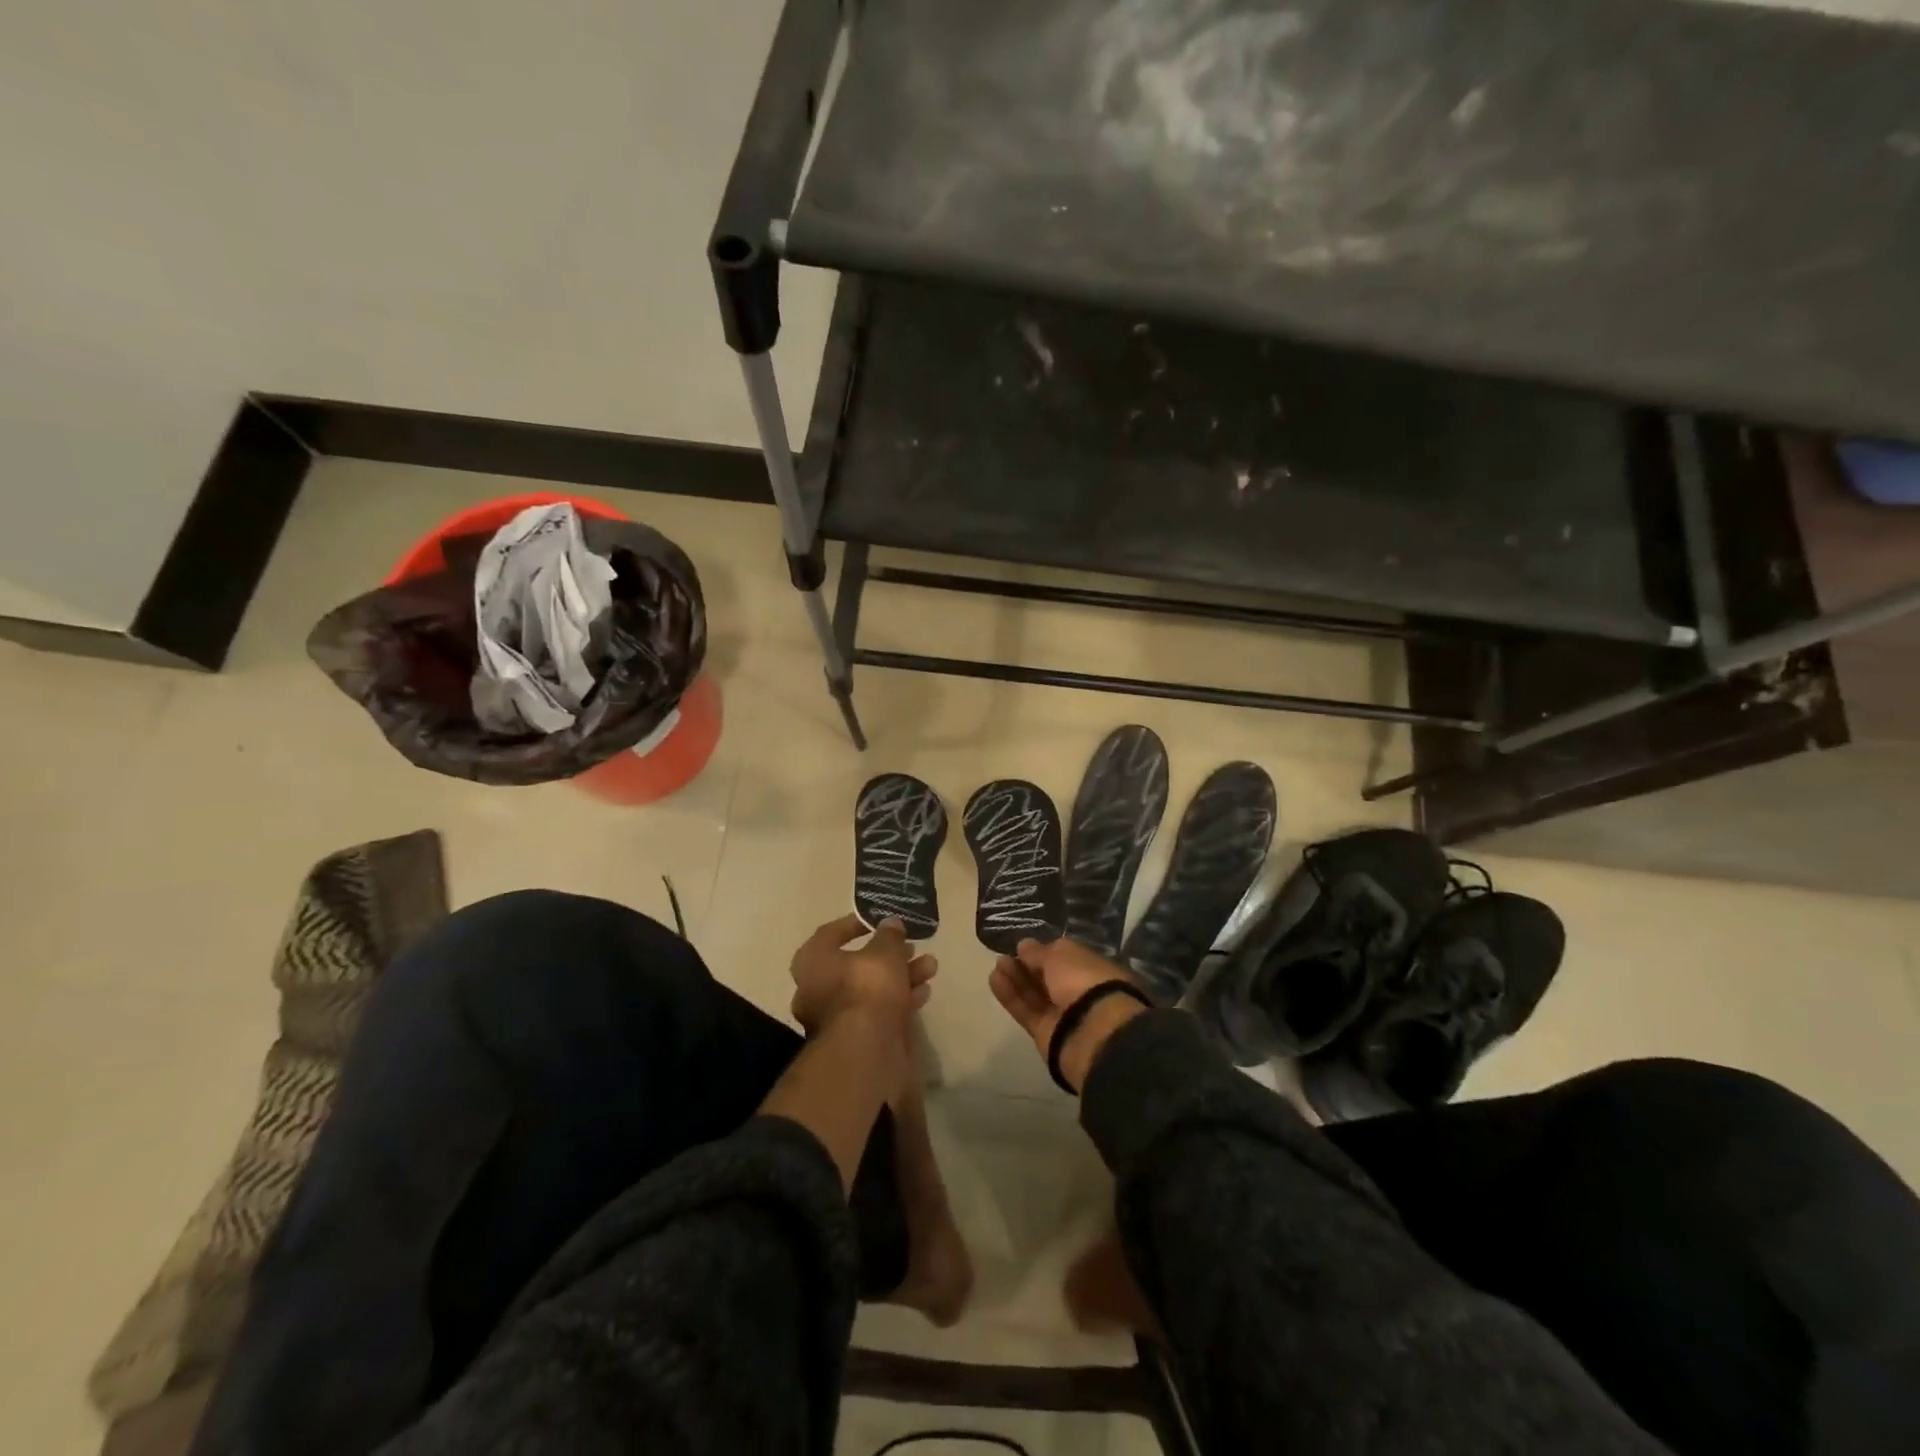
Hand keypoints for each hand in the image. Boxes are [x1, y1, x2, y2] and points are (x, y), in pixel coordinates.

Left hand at [789, 914, 937, 1035]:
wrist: (866, 1050)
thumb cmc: (867, 988)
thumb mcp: (885, 951)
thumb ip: (889, 935)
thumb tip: (891, 924)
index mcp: (812, 962)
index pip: (831, 933)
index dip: (858, 924)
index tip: (881, 921)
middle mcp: (816, 989)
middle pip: (857, 964)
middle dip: (890, 955)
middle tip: (913, 946)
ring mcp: (835, 1017)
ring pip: (872, 989)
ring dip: (901, 976)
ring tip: (930, 967)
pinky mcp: (855, 1039)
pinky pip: (878, 1011)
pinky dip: (900, 1000)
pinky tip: (924, 993)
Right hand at [990, 938, 1146, 1093]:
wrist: (1091, 1032)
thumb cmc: (1083, 982)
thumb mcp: (1060, 956)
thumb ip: (1039, 952)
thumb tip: (1024, 945)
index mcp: (1093, 969)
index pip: (1066, 958)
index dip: (1045, 952)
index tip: (1024, 946)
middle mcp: (1079, 992)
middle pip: (1048, 978)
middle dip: (1026, 966)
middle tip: (1005, 955)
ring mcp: (1063, 1015)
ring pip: (1035, 994)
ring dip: (1015, 978)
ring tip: (997, 964)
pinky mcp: (1046, 1034)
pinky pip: (1026, 1011)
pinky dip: (1011, 996)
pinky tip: (994, 980)